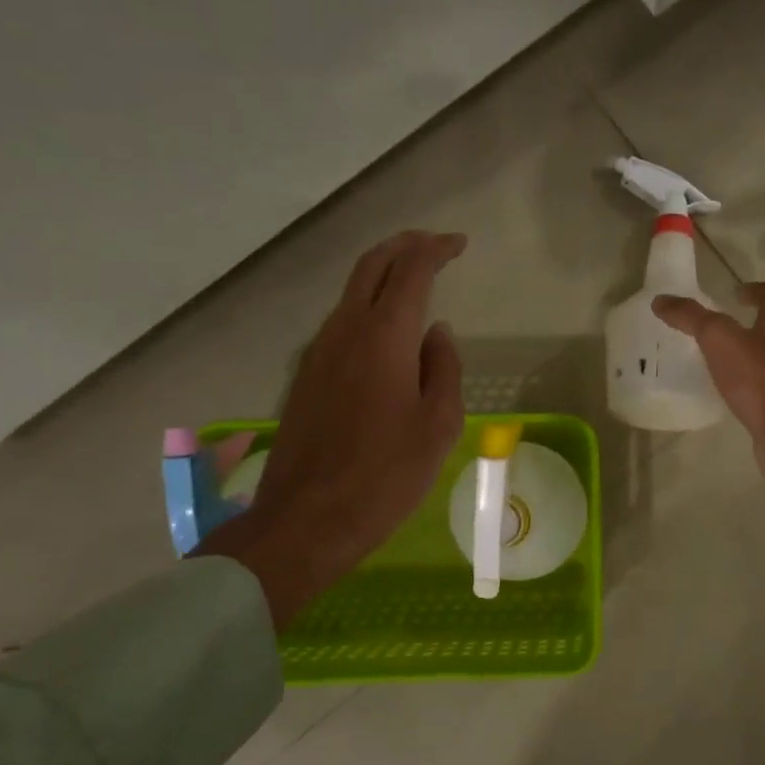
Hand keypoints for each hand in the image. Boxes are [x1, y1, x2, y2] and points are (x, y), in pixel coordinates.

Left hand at [199, 231, 467, 625]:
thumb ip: (443, 369)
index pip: (410, 270)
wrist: (307, 520)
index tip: (459, 245)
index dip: (436, 250)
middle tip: (435, 246)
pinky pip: (340, 323)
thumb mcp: (438, 425)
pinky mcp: (305, 377)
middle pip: (371, 266)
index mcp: (383, 338)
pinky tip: (386, 332)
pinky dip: (367, 307)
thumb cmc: (386, 476)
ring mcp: (318, 353)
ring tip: (415, 282)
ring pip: (351, 293)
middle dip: (404, 246)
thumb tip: (438, 334)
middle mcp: (345, 332)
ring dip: (383, 275)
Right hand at [653, 283, 764, 532]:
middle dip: (749, 326)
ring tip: (718, 363)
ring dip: (748, 358)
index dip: (755, 290)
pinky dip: (747, 388)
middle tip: (719, 330)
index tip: (735, 292)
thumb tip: (662, 300)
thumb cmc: (757, 377)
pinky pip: (764, 391)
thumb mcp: (718, 339)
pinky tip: (728, 396)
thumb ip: (691, 317)